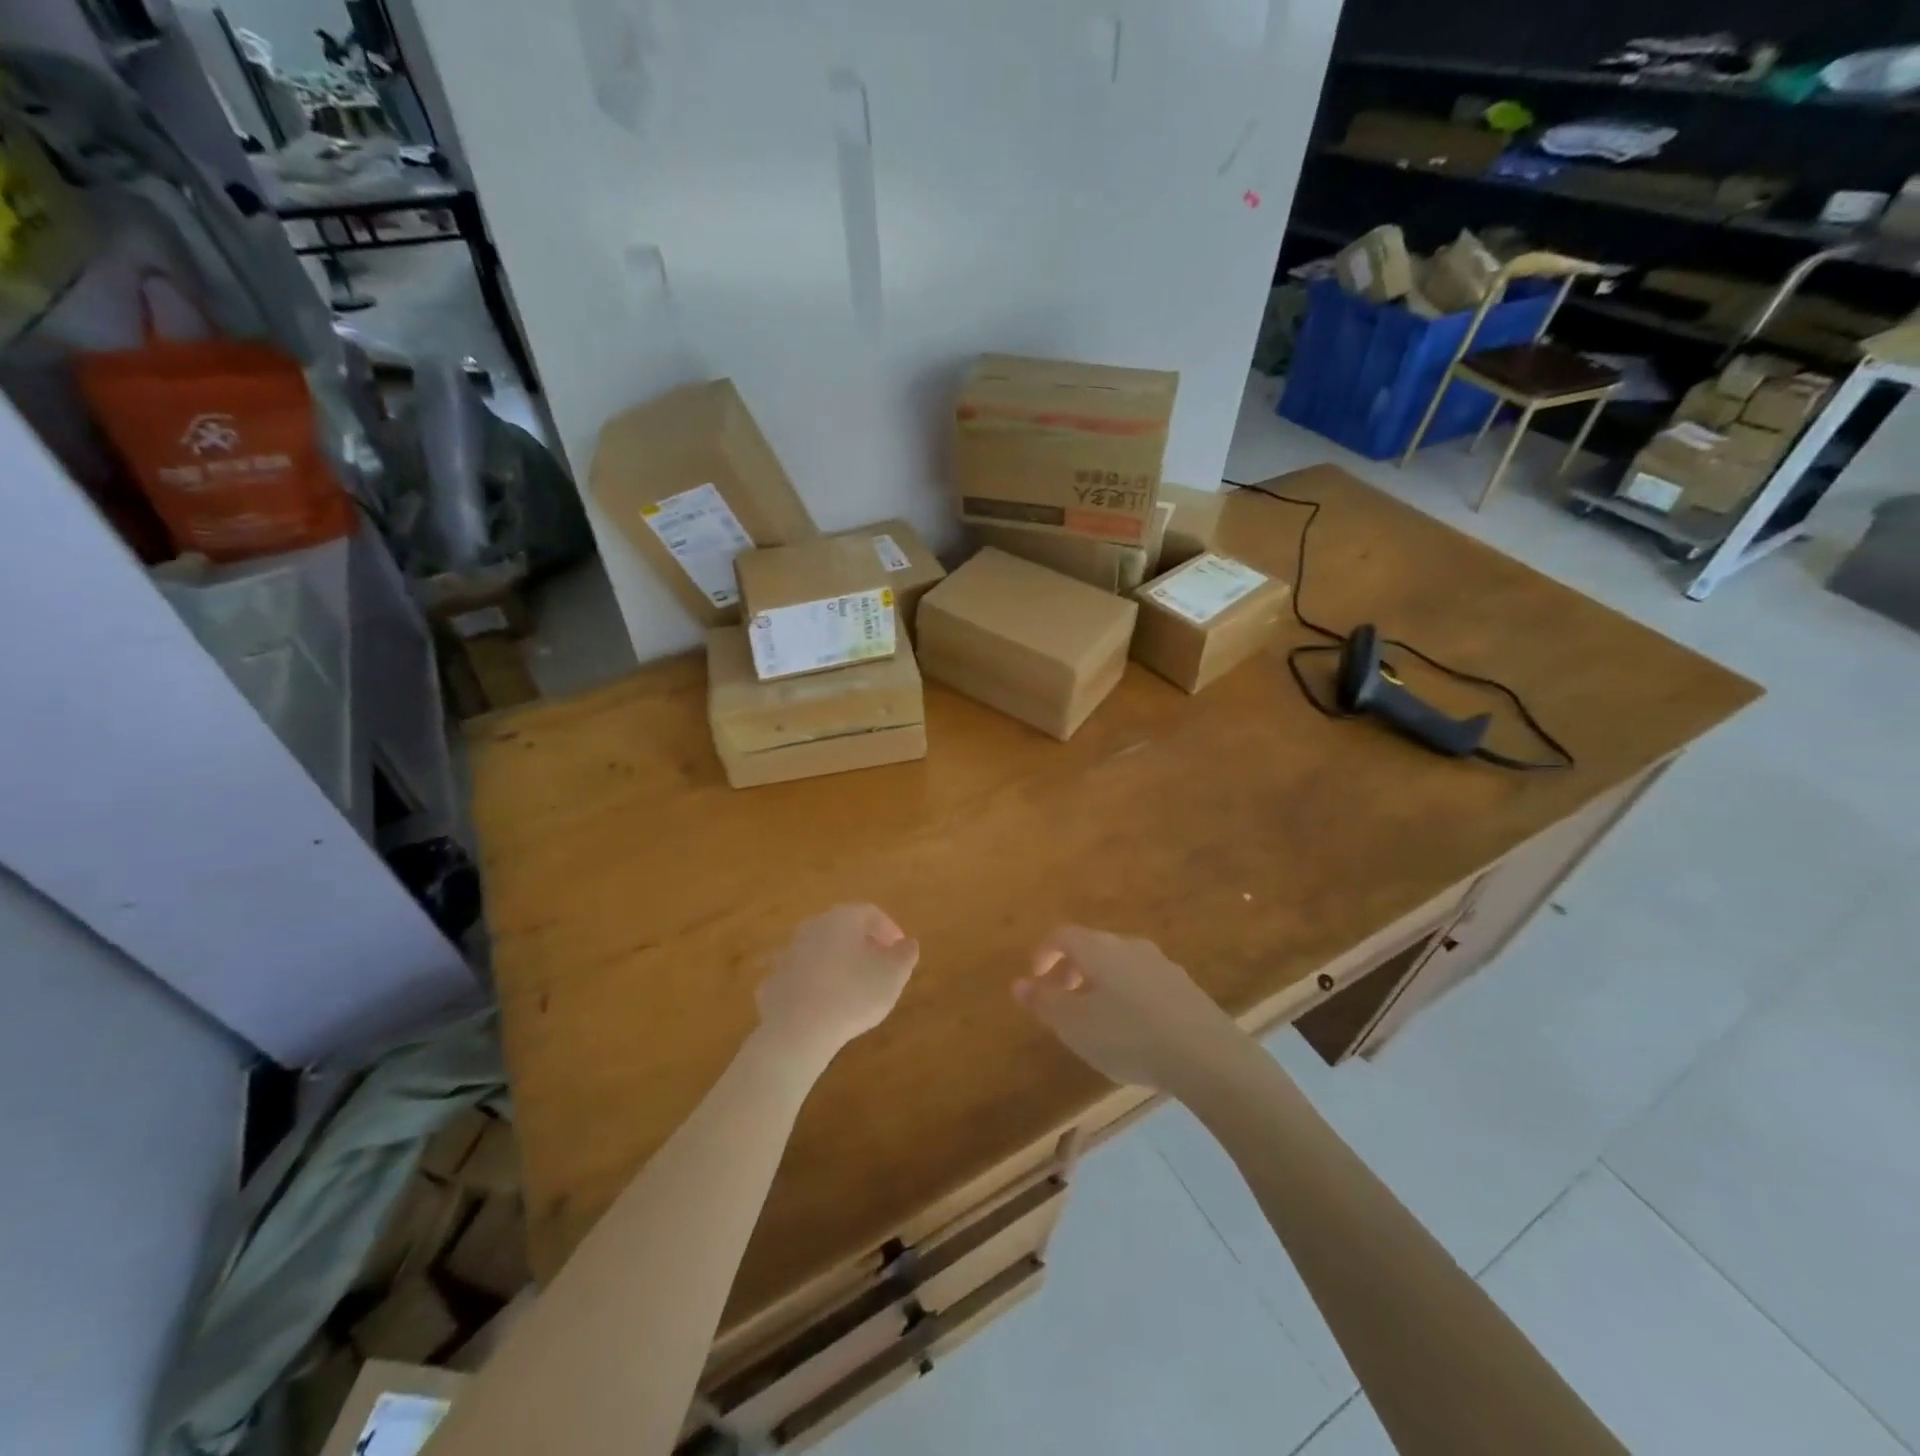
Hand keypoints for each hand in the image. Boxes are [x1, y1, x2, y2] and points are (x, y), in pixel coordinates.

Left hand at [756, 905, 918, 1063]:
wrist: (797, 1028)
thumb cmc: (854, 994)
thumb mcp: (893, 975)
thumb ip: (905, 955)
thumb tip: (908, 943)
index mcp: (843, 918)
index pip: (871, 913)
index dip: (889, 929)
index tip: (900, 949)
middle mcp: (813, 926)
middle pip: (843, 927)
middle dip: (862, 943)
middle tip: (878, 965)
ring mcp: (789, 951)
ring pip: (820, 949)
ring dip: (836, 961)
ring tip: (851, 986)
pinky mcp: (774, 979)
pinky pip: (800, 974)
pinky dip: (814, 982)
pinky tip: (823, 1003)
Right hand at [1012, 927, 1242, 1093]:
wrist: (1207, 1055)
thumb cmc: (1128, 1036)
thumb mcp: (1074, 1025)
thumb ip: (1044, 1002)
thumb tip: (1019, 983)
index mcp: (1099, 948)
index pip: (1062, 935)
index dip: (1043, 953)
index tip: (1035, 979)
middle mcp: (1129, 946)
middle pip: (1091, 948)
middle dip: (1071, 971)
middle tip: (1061, 1003)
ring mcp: (1161, 964)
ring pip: (1119, 965)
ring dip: (1099, 984)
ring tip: (1095, 1020)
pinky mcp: (1184, 987)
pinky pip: (1143, 982)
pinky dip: (1126, 996)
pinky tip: (1132, 1030)